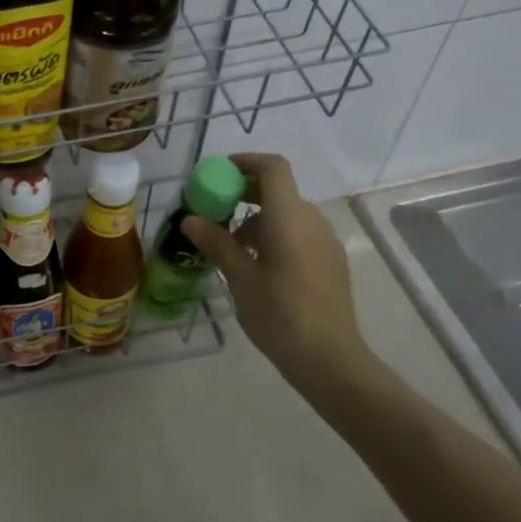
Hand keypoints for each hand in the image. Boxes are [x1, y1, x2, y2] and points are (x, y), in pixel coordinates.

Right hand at [180, 153, 377, 393]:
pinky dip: (274, 234)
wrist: (330, 359)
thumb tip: (190, 219)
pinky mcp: (330, 261)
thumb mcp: (240, 279)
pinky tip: (256, 265)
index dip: (245, 162)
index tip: (217, 173)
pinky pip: (299, 233)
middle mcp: (312, 221)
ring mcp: (325, 242)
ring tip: (229, 246)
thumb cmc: (280, 316)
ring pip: (287, 214)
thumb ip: (217, 243)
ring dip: (256, 218)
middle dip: (243, 193)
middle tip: (212, 211)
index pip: (272, 168)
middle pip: (278, 190)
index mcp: (290, 218)